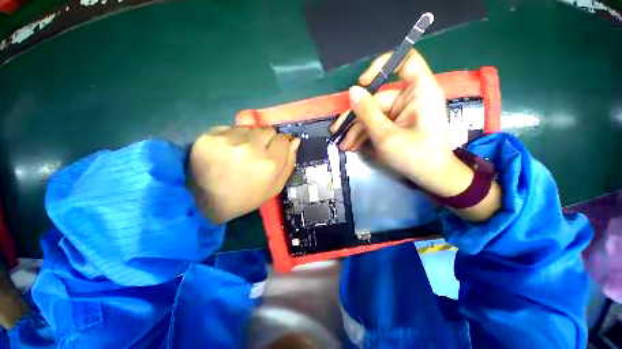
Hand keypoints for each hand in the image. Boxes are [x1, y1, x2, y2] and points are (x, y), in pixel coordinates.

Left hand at [189, 126, 299, 223]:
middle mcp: (251, 148)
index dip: (279, 146)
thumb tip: (295, 141)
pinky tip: (225, 151)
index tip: (272, 153)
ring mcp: (229, 140)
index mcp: (269, 164)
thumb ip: (288, 163)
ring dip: (248, 138)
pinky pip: (229, 128)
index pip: (283, 139)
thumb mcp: (274, 187)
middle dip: (265, 140)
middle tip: (255, 154)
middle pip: (268, 130)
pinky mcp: (209, 136)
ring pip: (249, 128)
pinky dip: (231, 137)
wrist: (205, 201)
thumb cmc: (246, 197)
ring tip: (239, 153)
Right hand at [331, 49, 500, 220]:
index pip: (406, 61)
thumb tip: (352, 91)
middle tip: (337, 131)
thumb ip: (368, 112)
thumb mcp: (386, 136)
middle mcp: (411, 98)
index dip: (382, 66)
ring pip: (373, 114)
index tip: (362, 83)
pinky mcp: (397, 123)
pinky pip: (377, 123)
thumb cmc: (415, 156)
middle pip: (377, 99)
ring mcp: (403, 112)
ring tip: (344, 145)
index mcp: (419, 92)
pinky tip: (352, 145)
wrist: (431, 177)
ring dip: (356, 130)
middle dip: (355, 117)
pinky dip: (365, 134)